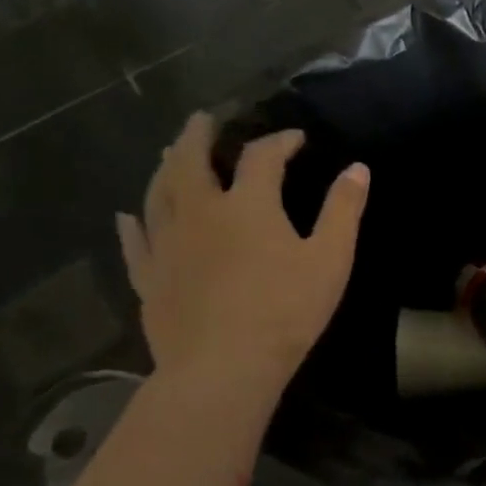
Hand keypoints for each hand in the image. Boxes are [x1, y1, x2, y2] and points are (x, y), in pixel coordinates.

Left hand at [116, 112, 368, 391]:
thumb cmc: (286, 311)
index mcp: (247, 205)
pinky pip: (136, 242)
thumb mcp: (331, 259)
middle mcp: (199, 212)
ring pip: (157, 193)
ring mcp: (167, 244)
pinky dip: (133, 224)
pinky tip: (127, 216)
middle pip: (190, 160)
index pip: (262, 157)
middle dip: (199, 135)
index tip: (296, 139)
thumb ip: (343, 211)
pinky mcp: (149, 277)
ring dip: (164, 167)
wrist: (224, 366)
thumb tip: (357, 169)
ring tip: (167, 153)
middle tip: (203, 119)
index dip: (280, 142)